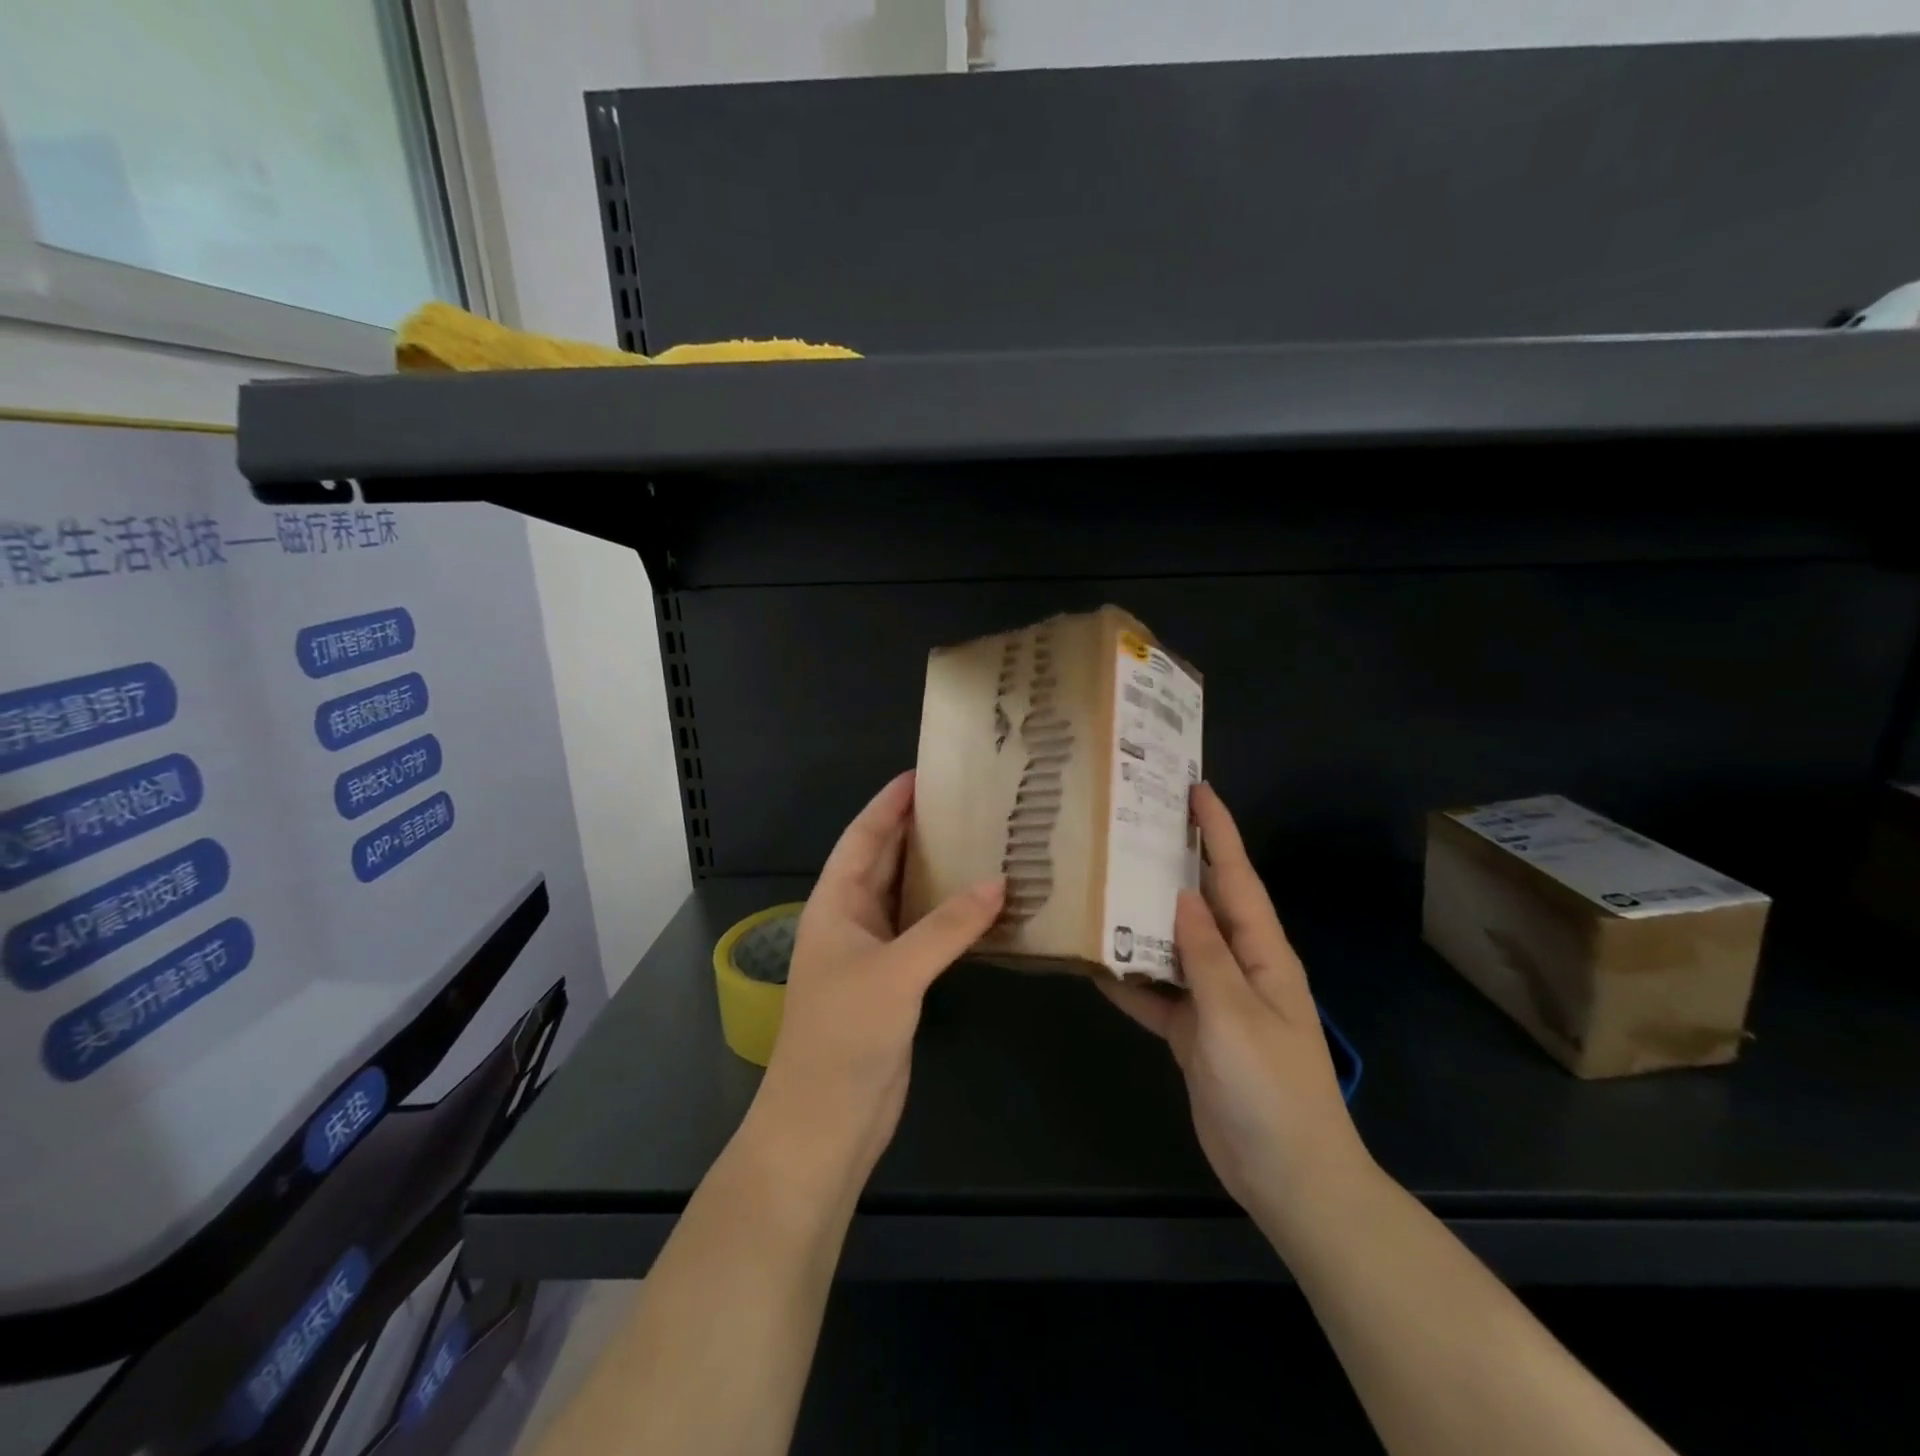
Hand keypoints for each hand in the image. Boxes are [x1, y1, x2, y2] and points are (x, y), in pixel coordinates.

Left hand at [752, 771, 1004, 1183]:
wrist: (826, 1121)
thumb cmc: (844, 1034)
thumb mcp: (896, 972)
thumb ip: (948, 926)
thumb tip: (999, 882)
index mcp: (835, 904)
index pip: (862, 837)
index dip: (888, 803)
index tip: (923, 773)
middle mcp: (851, 920)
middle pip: (885, 860)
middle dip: (917, 829)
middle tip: (964, 800)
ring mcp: (873, 953)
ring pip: (907, 897)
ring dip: (937, 872)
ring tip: (980, 840)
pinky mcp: (895, 983)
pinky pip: (924, 933)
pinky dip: (949, 916)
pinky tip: (982, 905)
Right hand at [1099, 783, 1374, 1235]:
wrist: (1288, 1177)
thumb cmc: (1271, 1089)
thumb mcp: (1235, 1016)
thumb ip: (1205, 954)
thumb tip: (1181, 893)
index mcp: (1261, 952)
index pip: (1236, 876)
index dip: (1218, 830)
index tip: (1194, 788)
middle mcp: (1237, 965)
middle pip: (1200, 902)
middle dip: (1172, 862)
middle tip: (1129, 826)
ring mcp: (1213, 999)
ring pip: (1171, 945)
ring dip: (1140, 919)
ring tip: (1098, 881)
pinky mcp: (1192, 1031)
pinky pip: (1156, 993)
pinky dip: (1128, 979)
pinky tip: (1092, 963)